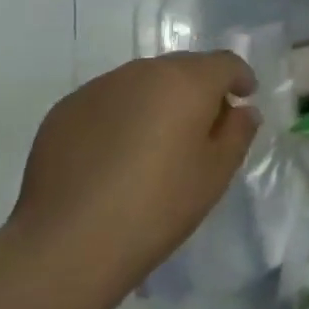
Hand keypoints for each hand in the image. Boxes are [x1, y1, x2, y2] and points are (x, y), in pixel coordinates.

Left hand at [4, 52, 257, 307]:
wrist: (67, 245)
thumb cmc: (158, 206)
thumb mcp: (216, 174)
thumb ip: (238, 132)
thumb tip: (241, 110)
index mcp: (187, 81)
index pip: (225, 63)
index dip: (240, 79)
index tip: (244, 99)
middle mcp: (143, 71)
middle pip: (183, 68)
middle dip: (198, 89)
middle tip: (202, 127)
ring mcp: (99, 88)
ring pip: (142, 83)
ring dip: (157, 101)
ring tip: (154, 143)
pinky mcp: (64, 110)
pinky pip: (107, 102)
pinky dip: (120, 117)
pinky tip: (114, 157)